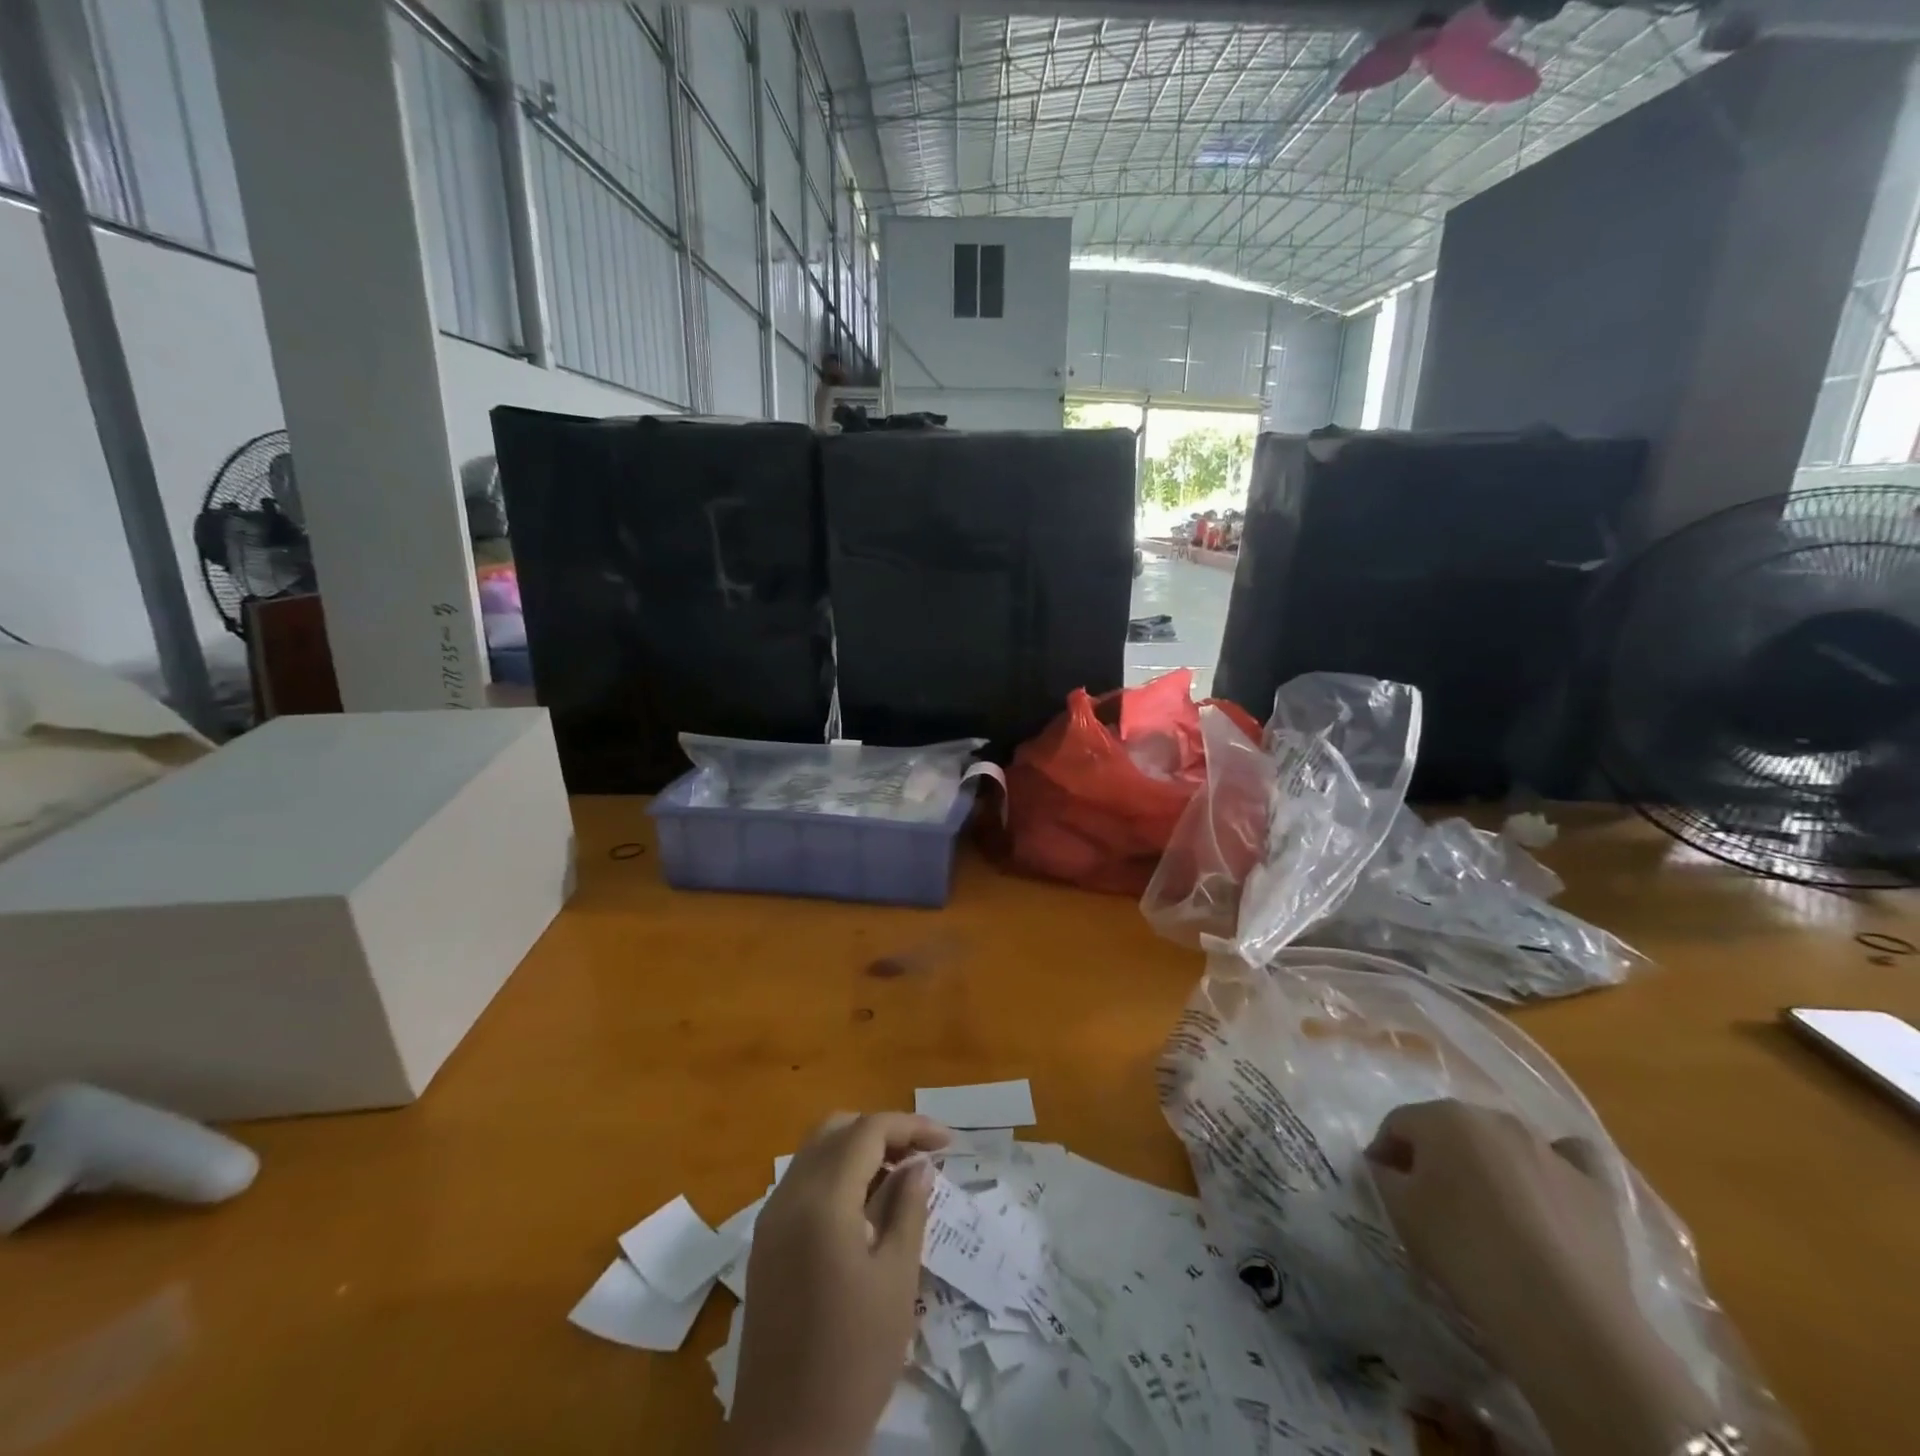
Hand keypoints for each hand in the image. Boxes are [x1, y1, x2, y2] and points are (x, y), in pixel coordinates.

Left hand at [727, 1112, 949, 1455]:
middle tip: (921, 1157)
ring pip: (816, 1152)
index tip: (948, 1143)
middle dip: (882, 1131)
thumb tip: (919, 1164)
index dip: (911, 1126)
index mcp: (822, 1199)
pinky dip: (836, 1174)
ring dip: (857, 1150)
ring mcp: (771, 1219)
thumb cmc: (854, 1358)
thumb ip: (908, 1208)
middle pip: (836, 1129)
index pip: (868, 1131)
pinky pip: (802, 1182)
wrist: (786, 1439)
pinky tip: (865, 1205)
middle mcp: (789, 1195)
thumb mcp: (896, 1279)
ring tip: (899, 1177)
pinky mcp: (765, 1243)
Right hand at [1366, 1098, 1631, 1365]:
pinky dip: (1553, 1166)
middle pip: (1449, 1128)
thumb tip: (1389, 1167)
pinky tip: (1547, 1188)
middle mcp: (1494, 1118)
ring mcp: (1548, 1149)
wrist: (1563, 1315)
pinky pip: (1568, 1158)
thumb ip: (1384, 1175)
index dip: (1385, 1152)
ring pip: (1502, 1143)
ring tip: (1487, 1210)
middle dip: (1435, 1155)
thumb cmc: (1465, 1250)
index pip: (1398, 1123)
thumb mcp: (1400, 1211)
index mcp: (1442, 1116)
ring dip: (1487, 1164)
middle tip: (1429, 1198)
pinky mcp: (1594, 1186)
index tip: (1382, 1185)